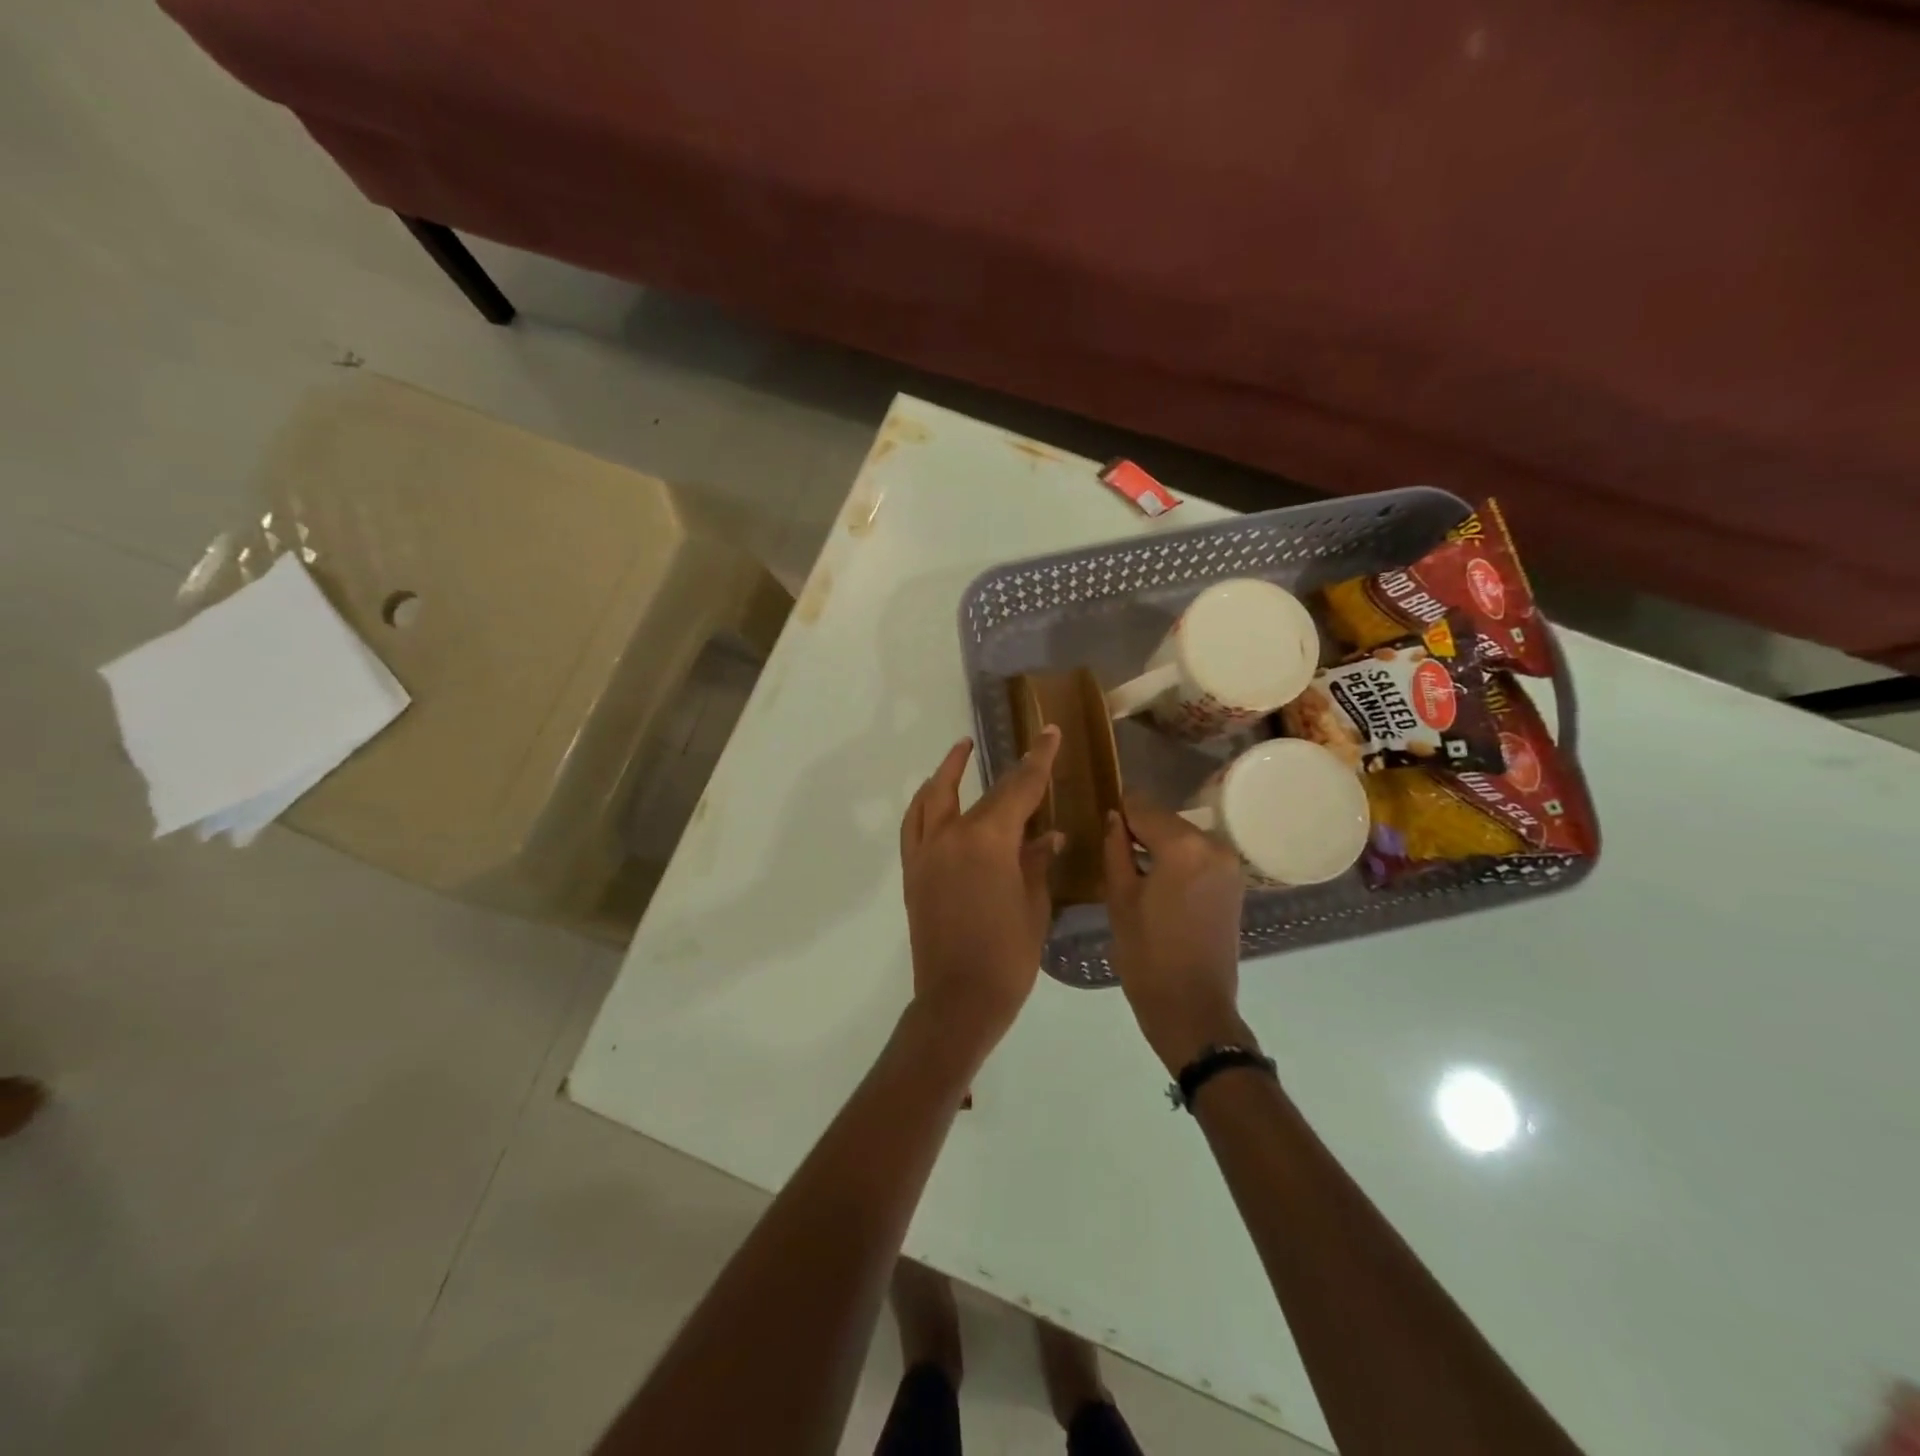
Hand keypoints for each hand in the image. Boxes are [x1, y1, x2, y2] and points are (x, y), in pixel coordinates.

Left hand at [899, 730, 1062, 1059]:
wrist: (957, 1000)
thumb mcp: (1034, 904)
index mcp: (988, 840)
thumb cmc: (1007, 955)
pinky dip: (925, 803)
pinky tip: (936, 799)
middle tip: (1026, 748)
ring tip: (962, 751)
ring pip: (933, 797)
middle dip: (1009, 768)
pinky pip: (915, 824)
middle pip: (983, 792)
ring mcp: (926, 851)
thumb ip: (1038, 861)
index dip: (1038, 759)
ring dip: (948, 771)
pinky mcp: (913, 871)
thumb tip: (1050, 835)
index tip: (1049, 732)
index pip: (1019, 788)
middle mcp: (952, 835)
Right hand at [1102, 795, 1252, 1072]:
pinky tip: (1158, 881)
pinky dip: (1178, 859)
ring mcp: (1230, 864)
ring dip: (1159, 844)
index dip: (1119, 810)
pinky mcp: (1235, 883)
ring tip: (1133, 867)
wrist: (1193, 1008)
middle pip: (1166, 819)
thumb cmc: (1147, 955)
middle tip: (1112, 848)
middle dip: (1140, 827)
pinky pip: (1199, 855)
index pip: (1143, 806)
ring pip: (1184, 836)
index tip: (1101, 820)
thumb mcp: (1119, 898)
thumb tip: (1113, 817)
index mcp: (1183, 846)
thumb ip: (1115, 849)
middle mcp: (1214, 845)